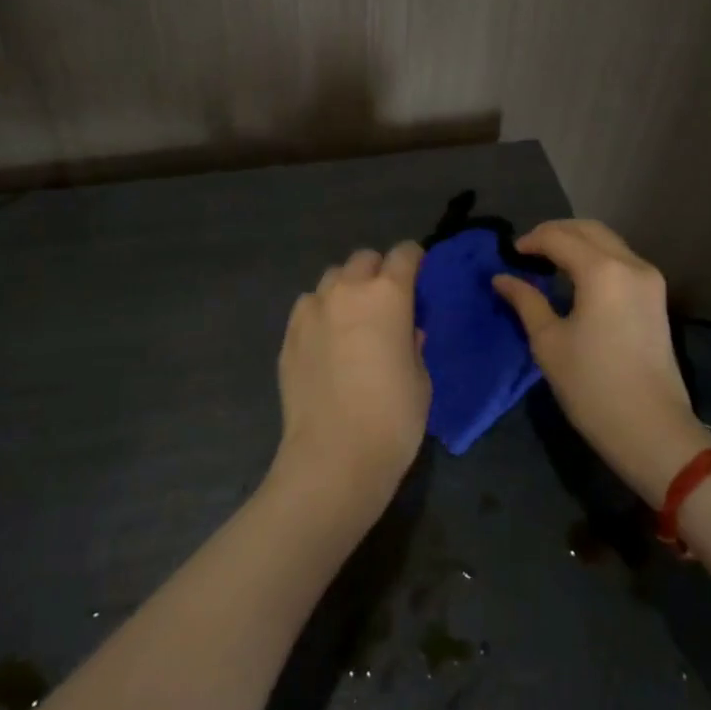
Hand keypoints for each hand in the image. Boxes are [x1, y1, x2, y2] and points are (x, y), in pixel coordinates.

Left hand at [274, 242, 429, 520]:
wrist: (334, 455)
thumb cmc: (393, 417)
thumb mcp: (421, 379)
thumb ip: (413, 344)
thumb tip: (406, 332)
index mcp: (388, 295)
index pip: (404, 254)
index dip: (414, 260)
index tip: (418, 276)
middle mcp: (347, 291)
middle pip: (363, 259)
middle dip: (377, 271)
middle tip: (386, 301)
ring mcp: (312, 310)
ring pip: (332, 279)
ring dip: (346, 289)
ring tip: (352, 319)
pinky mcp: (289, 334)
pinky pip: (308, 307)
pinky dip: (321, 313)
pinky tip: (326, 341)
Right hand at [493, 219, 710, 502]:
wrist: (651, 429)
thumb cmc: (591, 386)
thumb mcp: (548, 342)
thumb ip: (525, 301)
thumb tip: (502, 278)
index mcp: (602, 271)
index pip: (559, 238)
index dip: (531, 241)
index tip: (509, 254)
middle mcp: (631, 264)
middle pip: (589, 229)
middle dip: (556, 232)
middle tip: (527, 250)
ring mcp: (650, 280)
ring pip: (609, 242)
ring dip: (578, 243)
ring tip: (548, 262)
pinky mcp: (656, 298)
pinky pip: (621, 260)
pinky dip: (596, 258)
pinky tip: (576, 278)